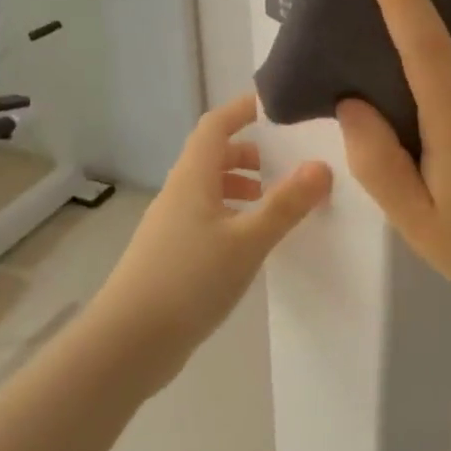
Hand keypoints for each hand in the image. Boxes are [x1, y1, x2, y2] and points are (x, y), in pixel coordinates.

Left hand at [98, 91, 331, 358]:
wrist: (128, 343)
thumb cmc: (189, 280)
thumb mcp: (247, 241)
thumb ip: (286, 204)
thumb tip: (322, 166)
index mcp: (193, 178)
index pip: (215, 125)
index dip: (243, 109)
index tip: (278, 106)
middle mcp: (179, 194)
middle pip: (212, 156)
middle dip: (249, 152)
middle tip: (286, 164)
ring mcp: (171, 226)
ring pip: (209, 189)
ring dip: (241, 187)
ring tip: (274, 204)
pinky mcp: (171, 255)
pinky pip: (207, 218)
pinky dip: (232, 216)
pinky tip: (252, 243)